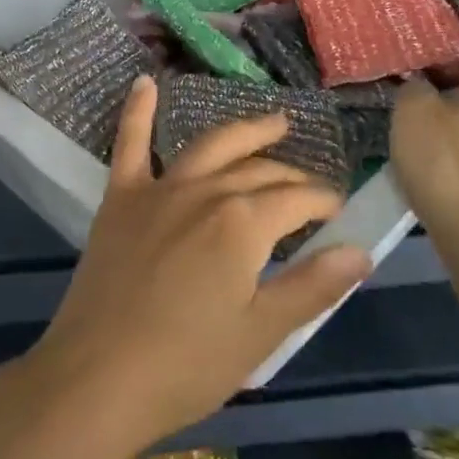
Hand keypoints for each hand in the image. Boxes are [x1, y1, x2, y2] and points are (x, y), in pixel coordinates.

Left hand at [20, 77, 372, 456]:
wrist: (97, 377)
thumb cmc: (186, 365)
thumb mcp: (261, 333)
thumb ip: (313, 286)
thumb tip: (361, 250)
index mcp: (243, 223)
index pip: (297, 199)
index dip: (323, 201)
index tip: (338, 211)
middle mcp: (203, 191)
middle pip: (258, 171)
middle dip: (291, 175)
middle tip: (309, 184)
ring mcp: (158, 190)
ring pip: (210, 146)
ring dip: (244, 131)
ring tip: (272, 121)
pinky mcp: (120, 199)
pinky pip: (130, 144)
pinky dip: (138, 111)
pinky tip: (145, 82)